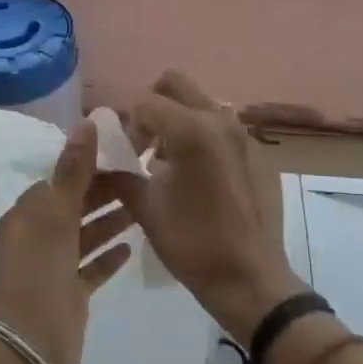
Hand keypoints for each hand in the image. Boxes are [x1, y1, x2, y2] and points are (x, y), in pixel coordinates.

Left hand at [0, 118, 133, 363]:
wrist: (33, 343)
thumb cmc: (40, 270)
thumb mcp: (55, 215)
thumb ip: (73, 170)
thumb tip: (85, 121)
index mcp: (26, 214)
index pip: (58, 180)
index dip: (87, 166)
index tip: (120, 153)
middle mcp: (36, 236)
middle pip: (73, 205)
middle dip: (103, 192)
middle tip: (142, 177)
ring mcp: (52, 266)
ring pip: (84, 234)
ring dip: (109, 221)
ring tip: (143, 206)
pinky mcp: (68, 292)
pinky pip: (91, 267)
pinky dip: (108, 255)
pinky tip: (132, 246)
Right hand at [116, 70, 308, 344]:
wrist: (249, 279)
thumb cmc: (192, 243)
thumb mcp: (145, 208)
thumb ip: (120, 172)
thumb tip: (103, 158)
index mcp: (191, 130)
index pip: (145, 103)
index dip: (128, 126)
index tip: (127, 156)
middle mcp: (220, 120)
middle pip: (176, 84)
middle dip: (153, 107)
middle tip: (145, 144)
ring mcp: (244, 135)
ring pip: (202, 104)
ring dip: (179, 121)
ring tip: (169, 163)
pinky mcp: (259, 154)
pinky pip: (222, 128)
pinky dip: (202, 138)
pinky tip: (198, 178)